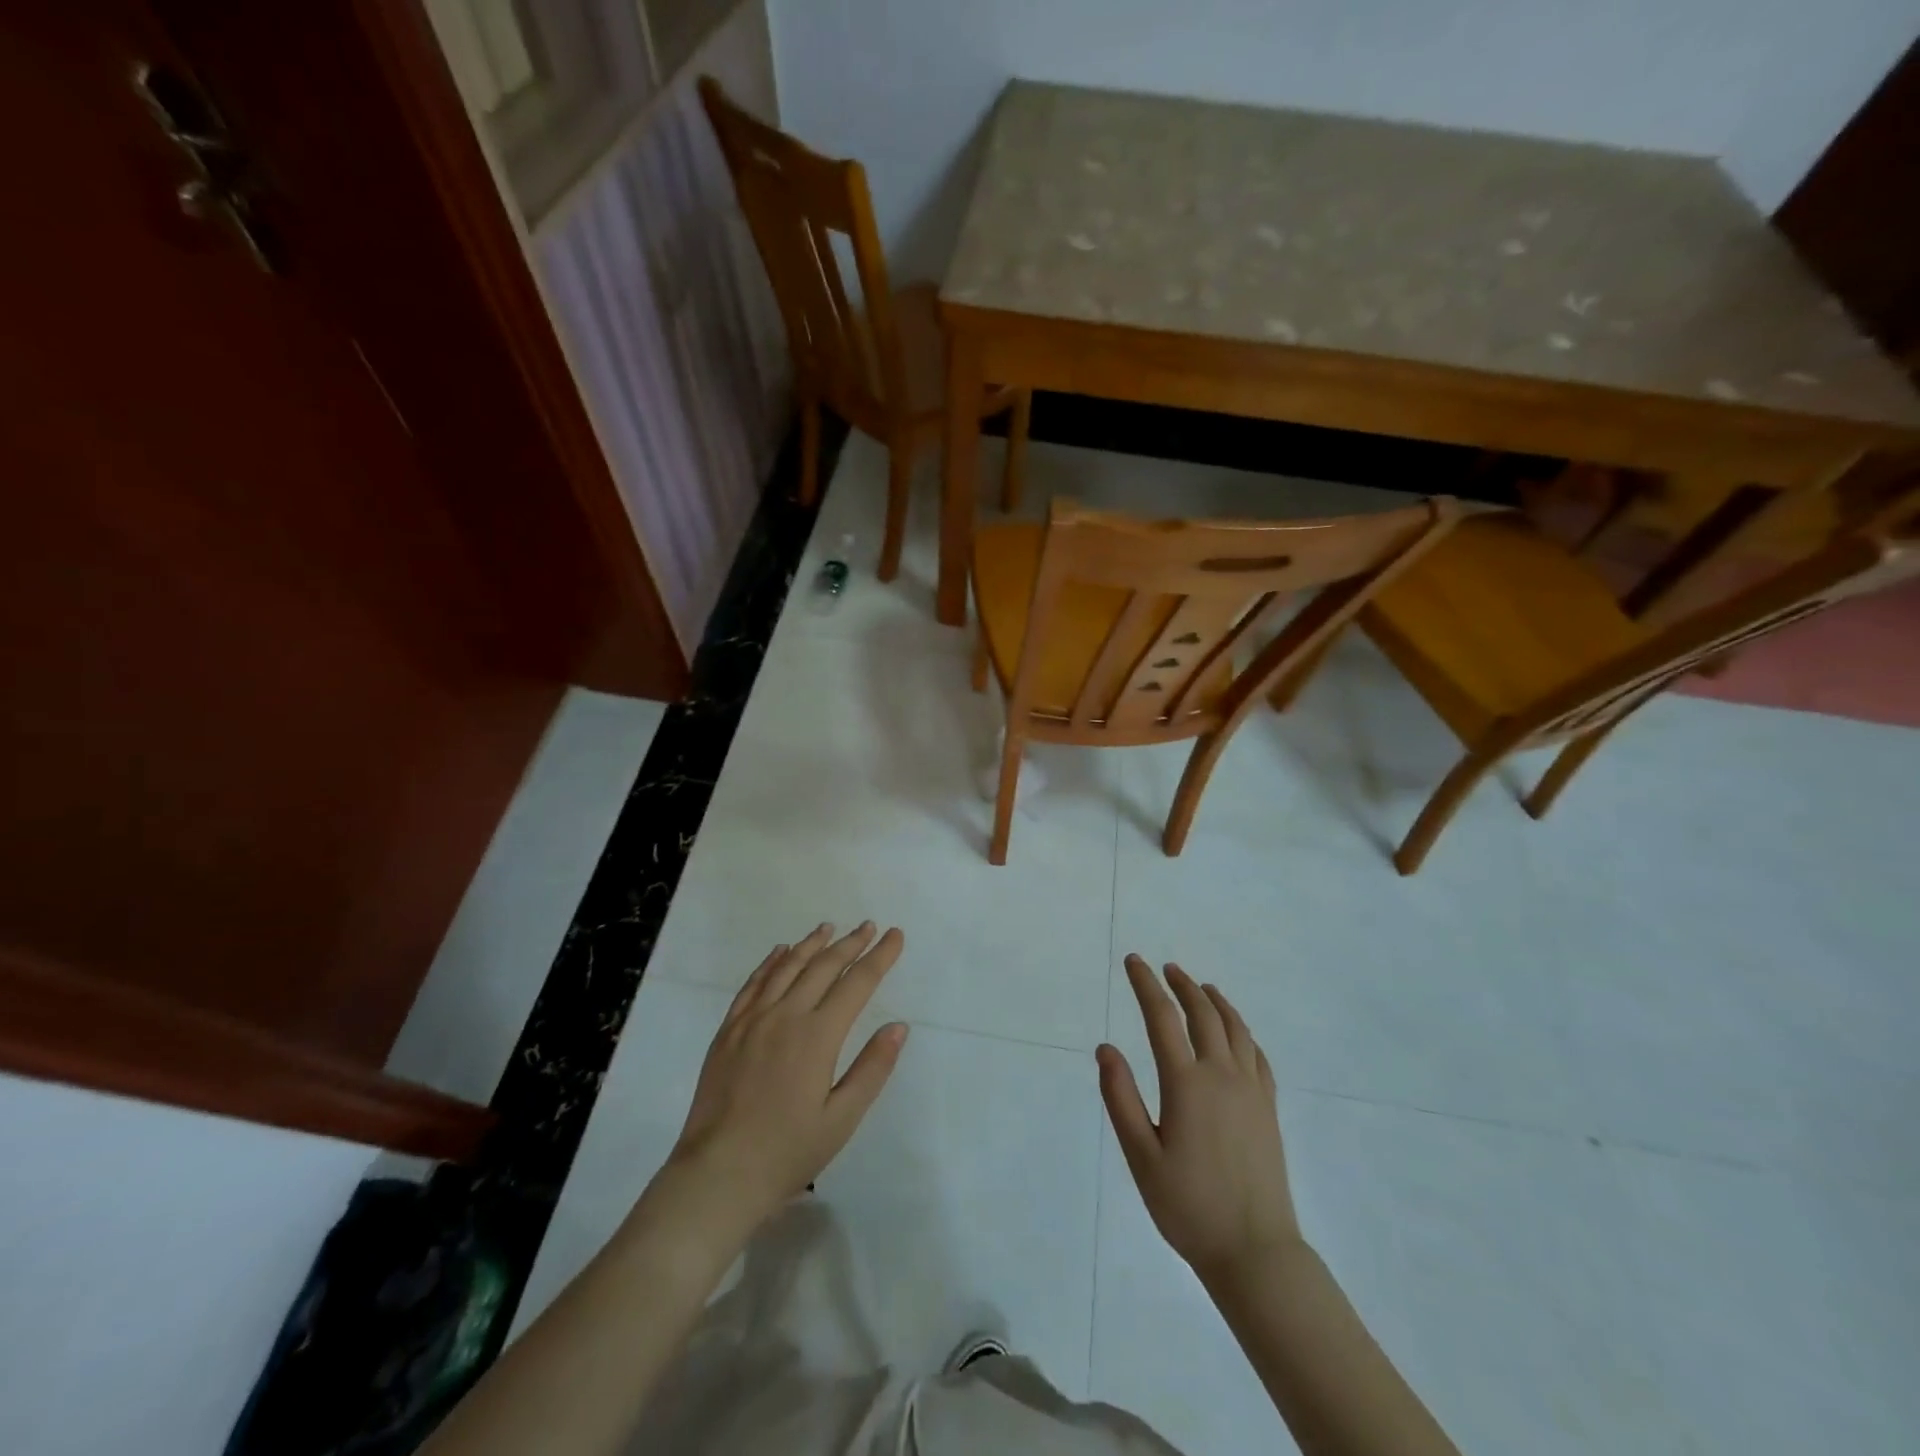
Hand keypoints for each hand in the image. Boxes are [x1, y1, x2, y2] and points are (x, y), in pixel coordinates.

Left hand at [664, 922, 907, 1233]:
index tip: (895, 935)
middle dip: (850, 943)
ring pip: (787, 967)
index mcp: (818, 1036)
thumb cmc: (787, 1151)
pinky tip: (781, 952)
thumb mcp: (842, 1119)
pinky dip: (771, 962)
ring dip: (812, 944)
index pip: (857, 984)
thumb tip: (898, 1026)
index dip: (879, 957)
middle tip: (868, 926)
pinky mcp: (729, 1030)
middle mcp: (786, 1016)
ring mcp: (753, 1020)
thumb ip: (872, 1068)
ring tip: (829, 927)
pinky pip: (754, 983)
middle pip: (824, 967)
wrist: (718, 1174)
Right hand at [1099, 955, 1300, 1283]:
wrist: (1255, 1252)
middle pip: (1202, 1013)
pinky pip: (1257, 1054)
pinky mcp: (1268, 1108)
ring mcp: (1251, 1090)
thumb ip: (1120, 1098)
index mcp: (1186, 1083)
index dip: (1145, 984)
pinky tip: (1236, 1033)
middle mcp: (1222, 1075)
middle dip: (1181, 985)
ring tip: (1200, 987)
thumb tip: (1105, 1048)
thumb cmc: (1188, 1207)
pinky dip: (1242, 1031)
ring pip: (1235, 1028)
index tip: (1133, 961)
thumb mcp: (1141, 1156)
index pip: (1162, 1017)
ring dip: (1215, 1001)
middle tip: (1165, 967)